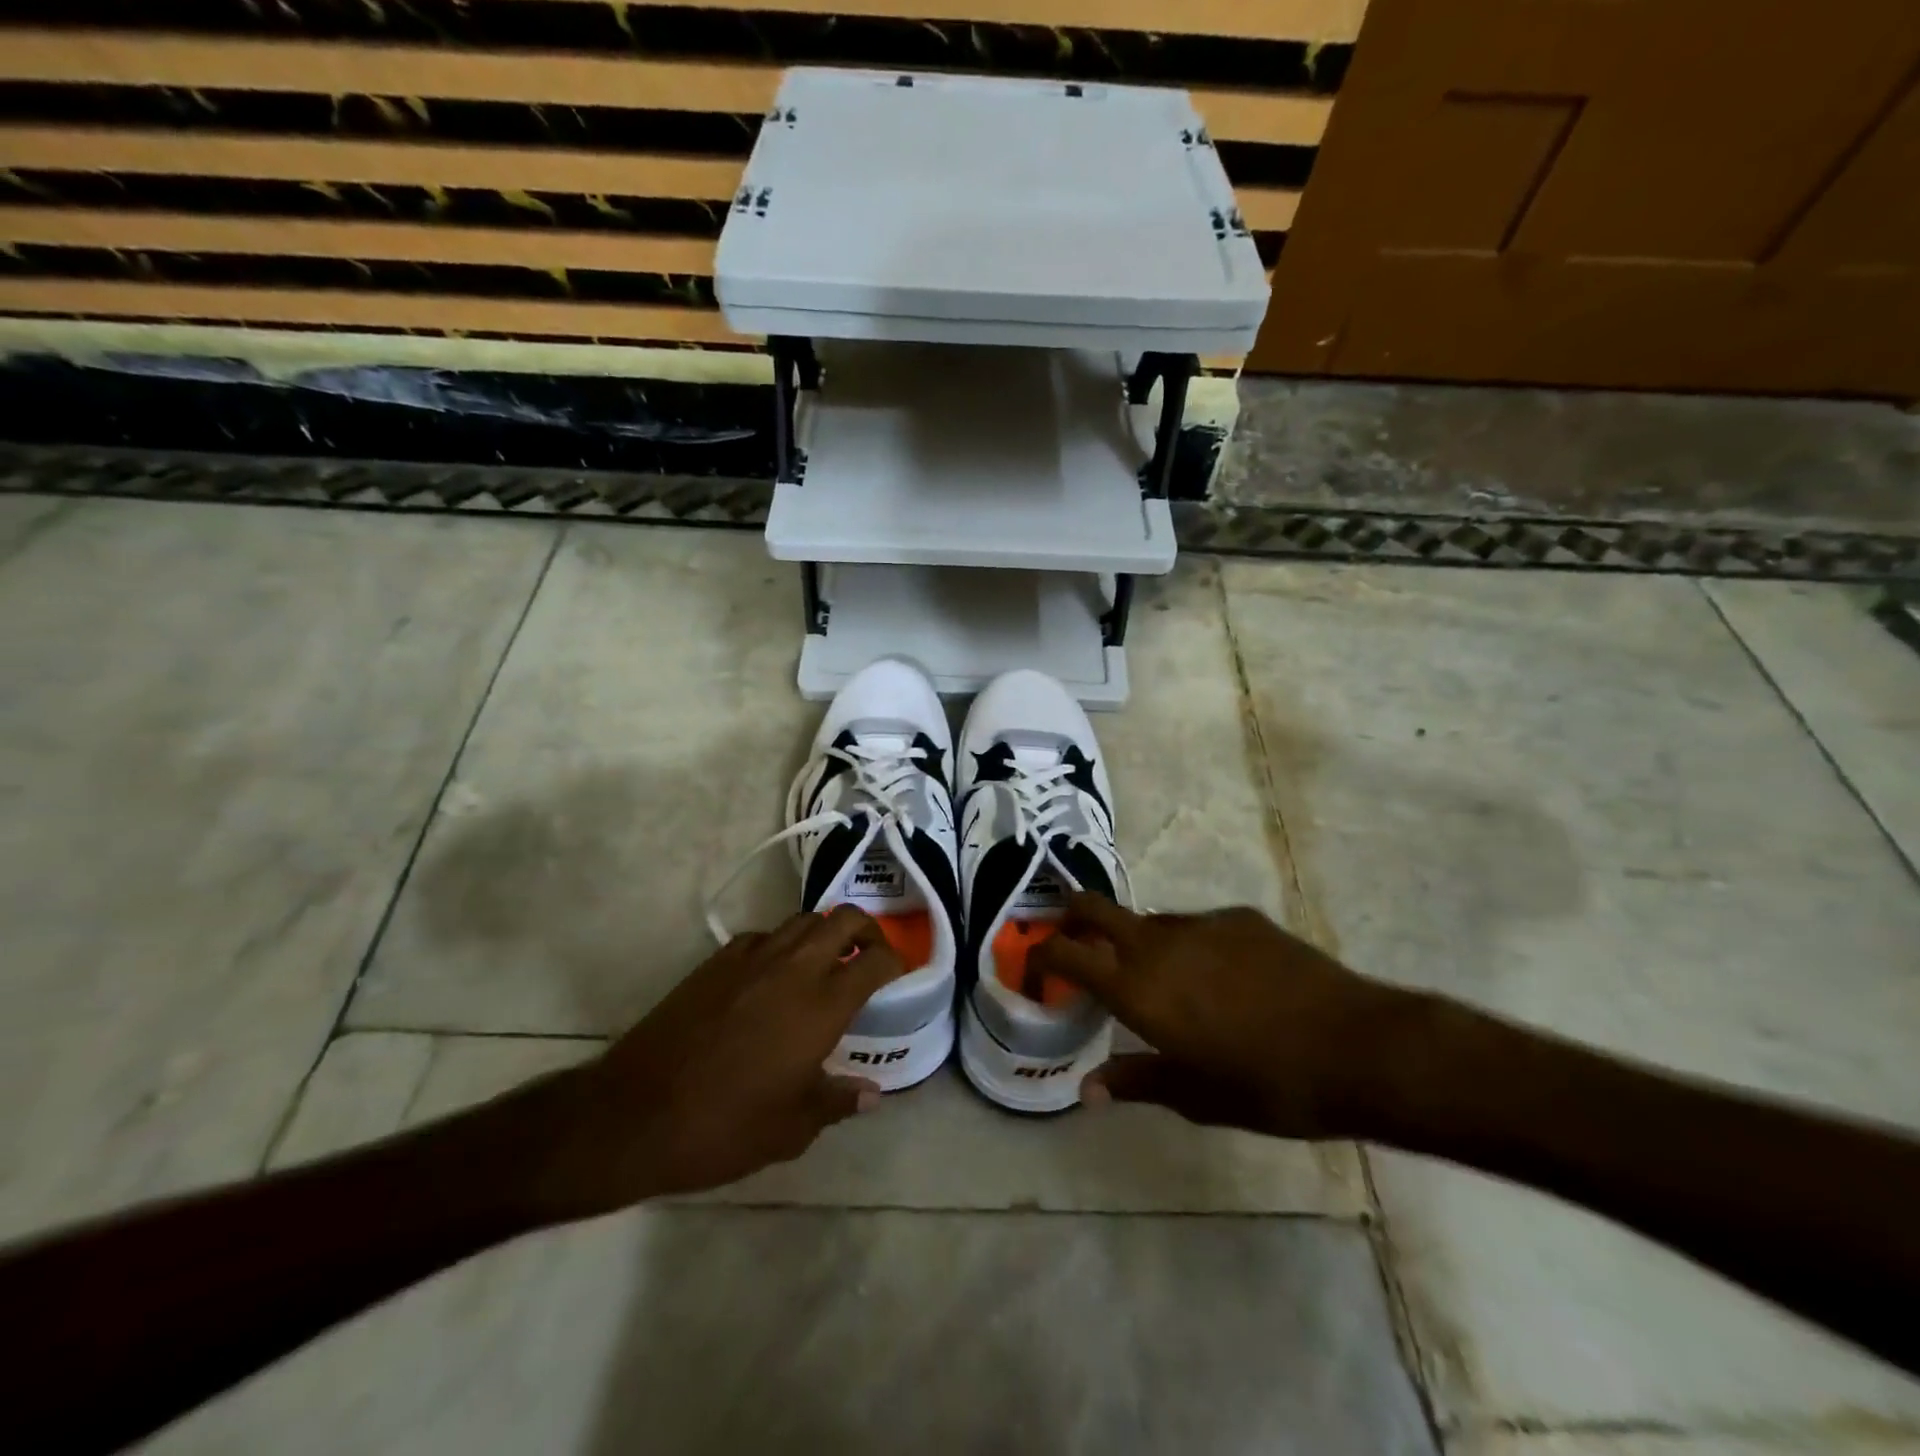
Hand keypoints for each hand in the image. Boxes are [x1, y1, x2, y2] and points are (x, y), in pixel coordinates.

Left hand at [532, 907, 904, 1215]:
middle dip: (867, 929)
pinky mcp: (717, 961)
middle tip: (870, 954)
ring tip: (826, 961)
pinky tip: (773, 976)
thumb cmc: (723, 1127)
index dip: (895, 960)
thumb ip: (837, 1102)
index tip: (899, 973)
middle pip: (843, 919)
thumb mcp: (791, 1128)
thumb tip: (870, 1094)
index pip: (875, 960)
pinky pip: (763, 936)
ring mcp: (752, 958)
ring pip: (802, 920)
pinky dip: (781, 944)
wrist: (635, 1114)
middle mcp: (793, 968)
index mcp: (821, 1005)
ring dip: (824, 932)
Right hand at [1030, 895, 1419, 1139]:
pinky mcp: (1239, 918)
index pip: (1066, 953)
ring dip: (1136, 940)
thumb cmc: (1268, 1084)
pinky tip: (1220, 976)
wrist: (1357, 1047)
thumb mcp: (1196, 1096)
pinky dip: (1188, 944)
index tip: (1036, 965)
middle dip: (1072, 917)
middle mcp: (1157, 943)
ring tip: (1158, 976)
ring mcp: (1200, 924)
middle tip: (1071, 937)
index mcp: (1136, 987)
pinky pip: (1195, 925)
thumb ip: (1137, 1082)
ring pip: (1147, 919)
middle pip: (1094, 908)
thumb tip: (1088, 1090)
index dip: (1042, 954)